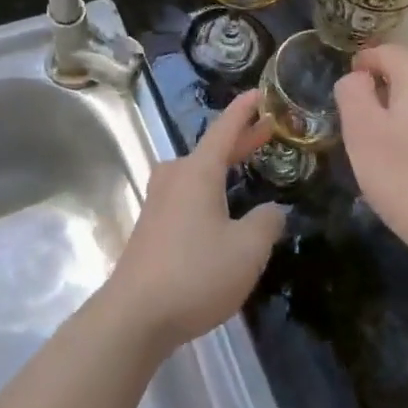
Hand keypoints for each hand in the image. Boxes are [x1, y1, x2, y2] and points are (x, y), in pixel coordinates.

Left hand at [104, 91, 286, 350]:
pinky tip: (222, 210)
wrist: (135, 315)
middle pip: (211, 150)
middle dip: (240, 140)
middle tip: (268, 130)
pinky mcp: (151, 225)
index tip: (259, 92)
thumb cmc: (196, 274)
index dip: (245, 110)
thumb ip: (266, 224)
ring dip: (224, 167)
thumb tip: (272, 211)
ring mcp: (158, 201)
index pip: (225, 129)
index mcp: (198, 172)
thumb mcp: (247, 250)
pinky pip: (187, 195)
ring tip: (248, 166)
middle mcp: (174, 177)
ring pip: (198, 173)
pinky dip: (210, 190)